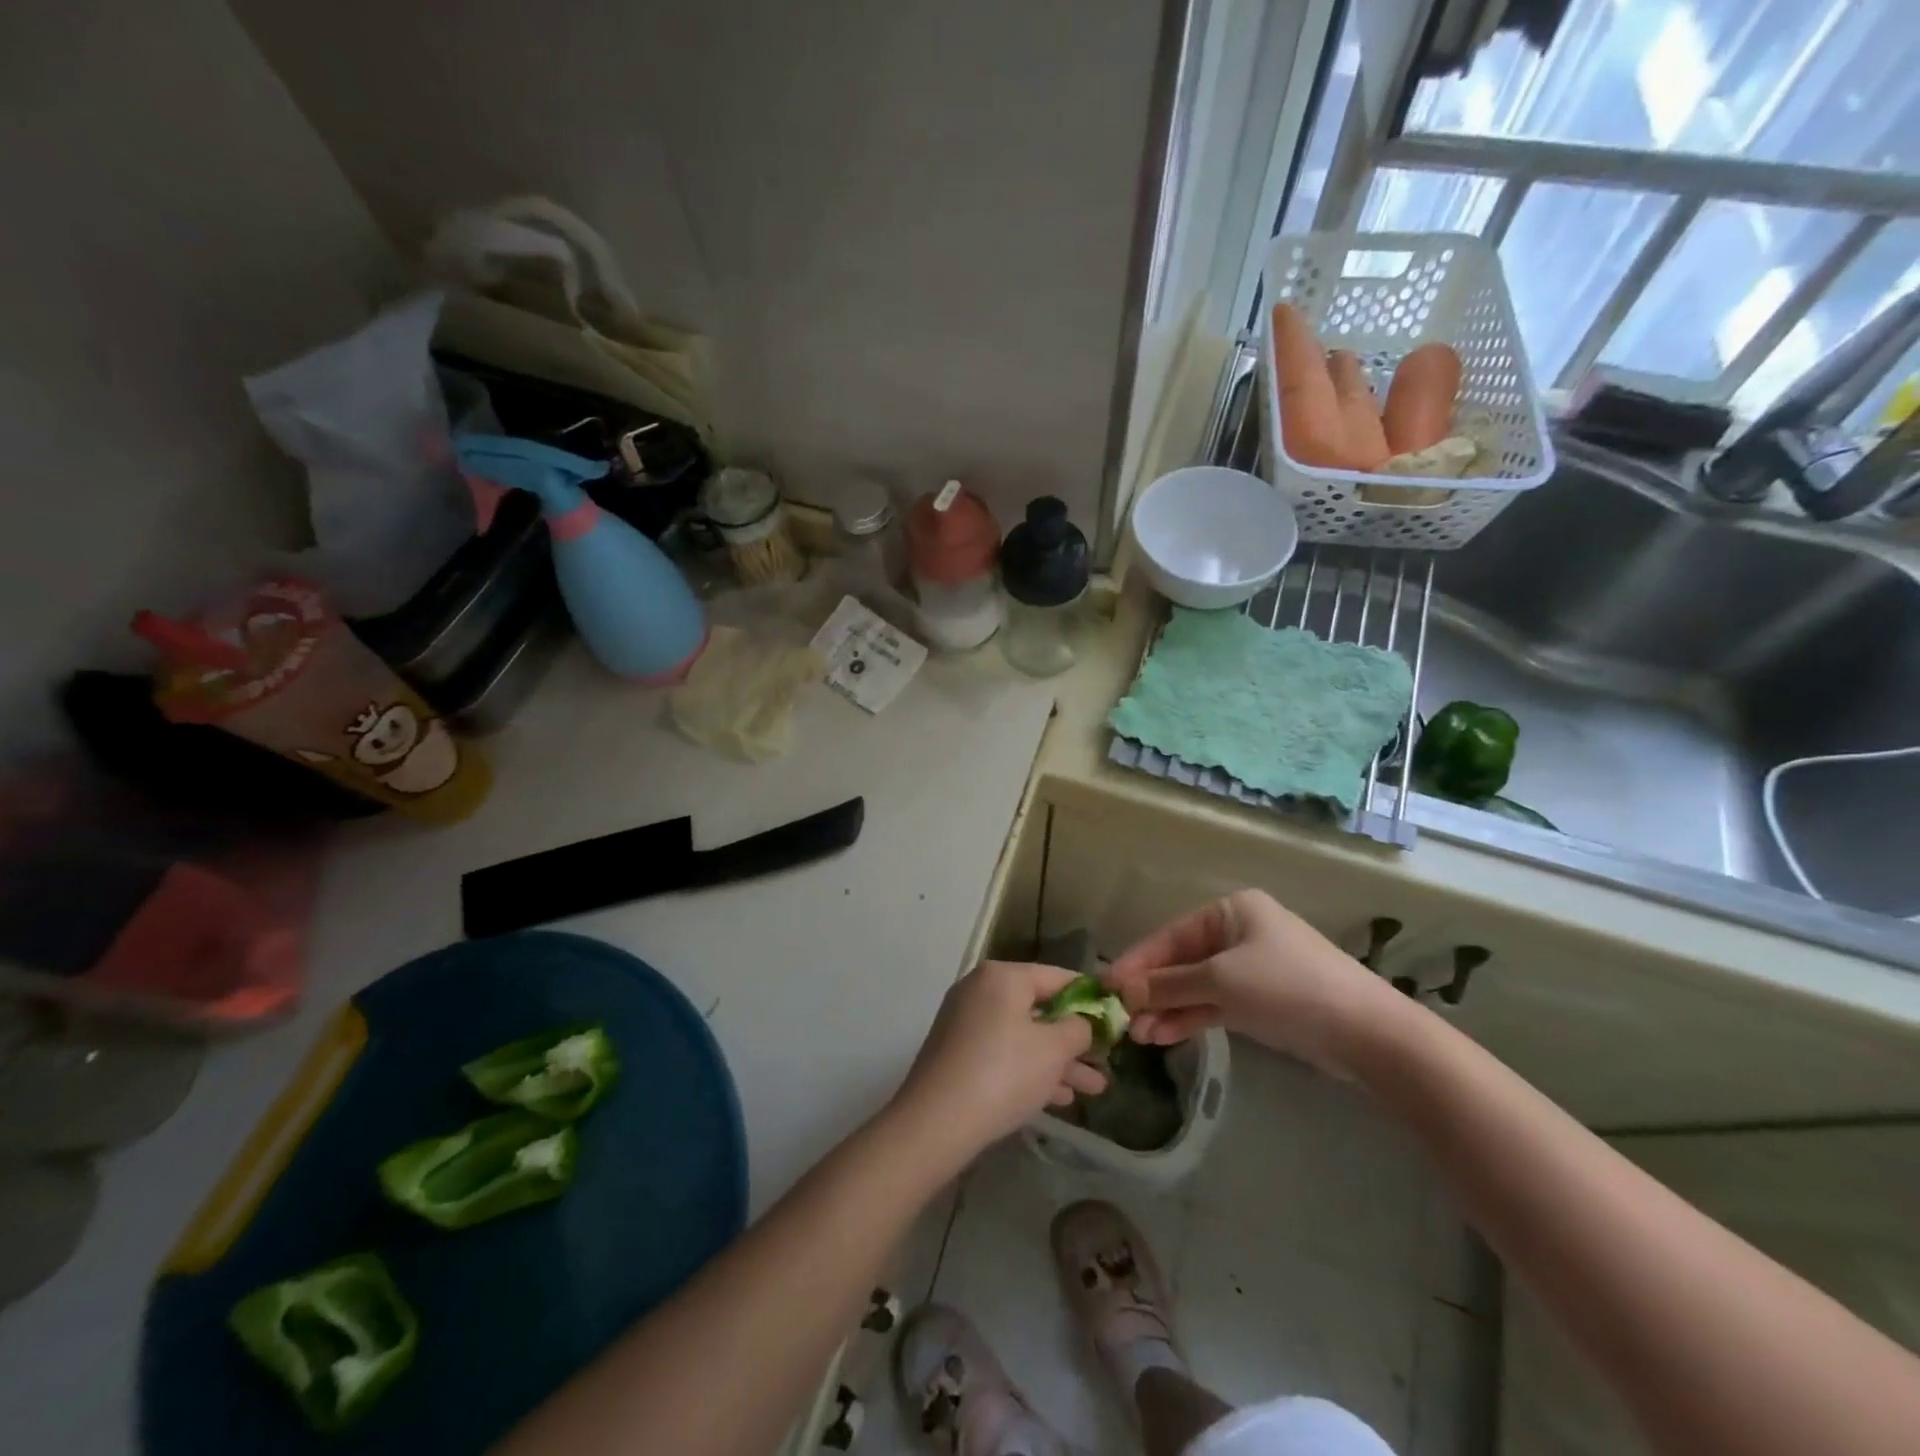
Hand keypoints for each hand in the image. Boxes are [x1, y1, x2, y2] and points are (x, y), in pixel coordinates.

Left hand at [892, 962, 1108, 1167]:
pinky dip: (1031, 1070)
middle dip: (1076, 1039)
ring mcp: (966, 1022)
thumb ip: (1078, 1029)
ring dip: (1059, 1061)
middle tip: (1106, 1060)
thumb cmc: (1004, 1072)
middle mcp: (981, 990)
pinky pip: (1004, 1053)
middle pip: (1040, 1009)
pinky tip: (1061, 1098)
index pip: (1058, 977)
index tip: (1115, 1016)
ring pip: (1024, 1036)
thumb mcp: (1054, 1049)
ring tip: (1095, 1088)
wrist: (937, 1121)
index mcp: (1003, 977)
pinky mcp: (958, 1053)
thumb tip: (1082, 1024)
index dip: (1090, 997)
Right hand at [1105, 889, 1399, 1079]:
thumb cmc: (1288, 987)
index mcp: (1230, 911)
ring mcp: (1251, 968)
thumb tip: (1123, 991)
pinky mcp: (1262, 1000)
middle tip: (1121, 1017)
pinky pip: (1215, 1003)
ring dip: (1167, 1008)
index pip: (1170, 935)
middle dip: (1152, 990)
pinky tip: (1163, 1035)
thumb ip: (1169, 985)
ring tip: (1138, 1035)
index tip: (1106, 986)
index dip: (1137, 962)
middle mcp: (1238, 933)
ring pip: (1196, 985)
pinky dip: (1191, 1017)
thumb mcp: (1221, 981)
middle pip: (1181, 960)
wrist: (1366, 1032)